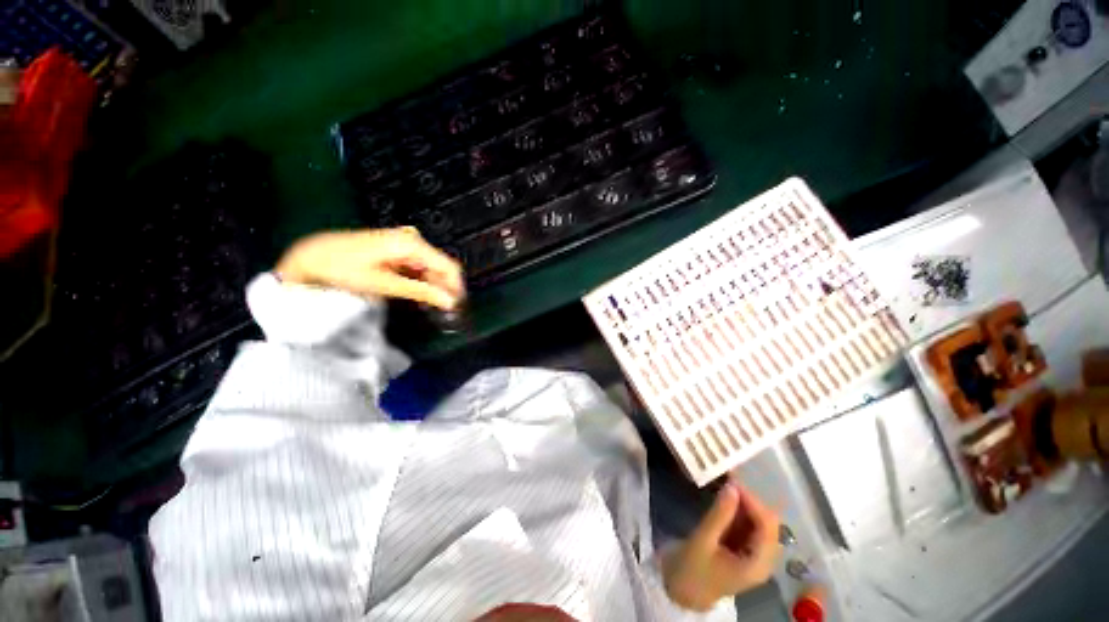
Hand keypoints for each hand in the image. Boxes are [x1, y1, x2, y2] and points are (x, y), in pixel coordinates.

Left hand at [275, 227, 464, 308]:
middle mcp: (412, 239)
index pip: (449, 266)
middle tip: (443, 310)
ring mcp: (405, 243)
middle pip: (441, 266)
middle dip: (444, 288)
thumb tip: (449, 301)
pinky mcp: (398, 249)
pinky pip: (419, 266)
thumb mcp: (384, 284)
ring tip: (430, 306)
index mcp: (411, 244)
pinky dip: (421, 281)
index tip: (457, 307)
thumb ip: (420, 292)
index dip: (456, 288)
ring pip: (431, 267)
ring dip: (433, 286)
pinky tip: (418, 295)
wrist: (312, 255)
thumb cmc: (342, 267)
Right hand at [661, 482, 781, 610]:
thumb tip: (731, 486)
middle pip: (767, 523)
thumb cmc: (691, 570)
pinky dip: (739, 509)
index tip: (732, 482)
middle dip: (750, 500)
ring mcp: (754, 553)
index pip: (767, 527)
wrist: (681, 591)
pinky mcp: (743, 548)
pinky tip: (725, 497)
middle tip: (728, 478)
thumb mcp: (702, 542)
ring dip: (744, 502)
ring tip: (726, 482)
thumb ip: (719, 515)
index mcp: (757, 564)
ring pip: (758, 521)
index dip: (753, 502)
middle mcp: (762, 558)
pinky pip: (748, 524)